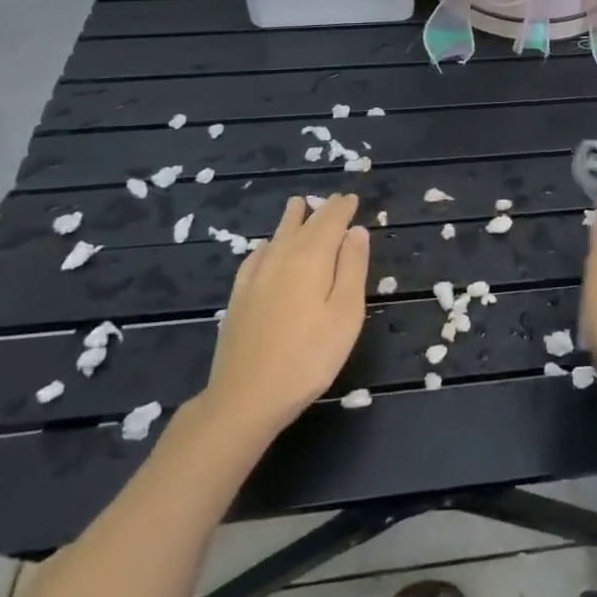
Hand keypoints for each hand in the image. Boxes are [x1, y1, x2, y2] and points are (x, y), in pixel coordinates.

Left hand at [204, 194, 368, 433]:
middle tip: (333, 200)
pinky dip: (265, 245)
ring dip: (291, 219)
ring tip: (297, 204)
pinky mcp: (239, 298)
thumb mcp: (345, 314)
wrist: (246, 397)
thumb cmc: (308, 358)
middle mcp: (281, 258)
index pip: (330, 222)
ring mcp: (256, 278)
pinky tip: (264, 248)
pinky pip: (255, 258)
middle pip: (303, 226)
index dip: (342, 209)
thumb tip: (356, 230)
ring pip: (276, 237)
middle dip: (320, 211)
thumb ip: (352, 268)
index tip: (352, 198)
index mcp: (311, 259)